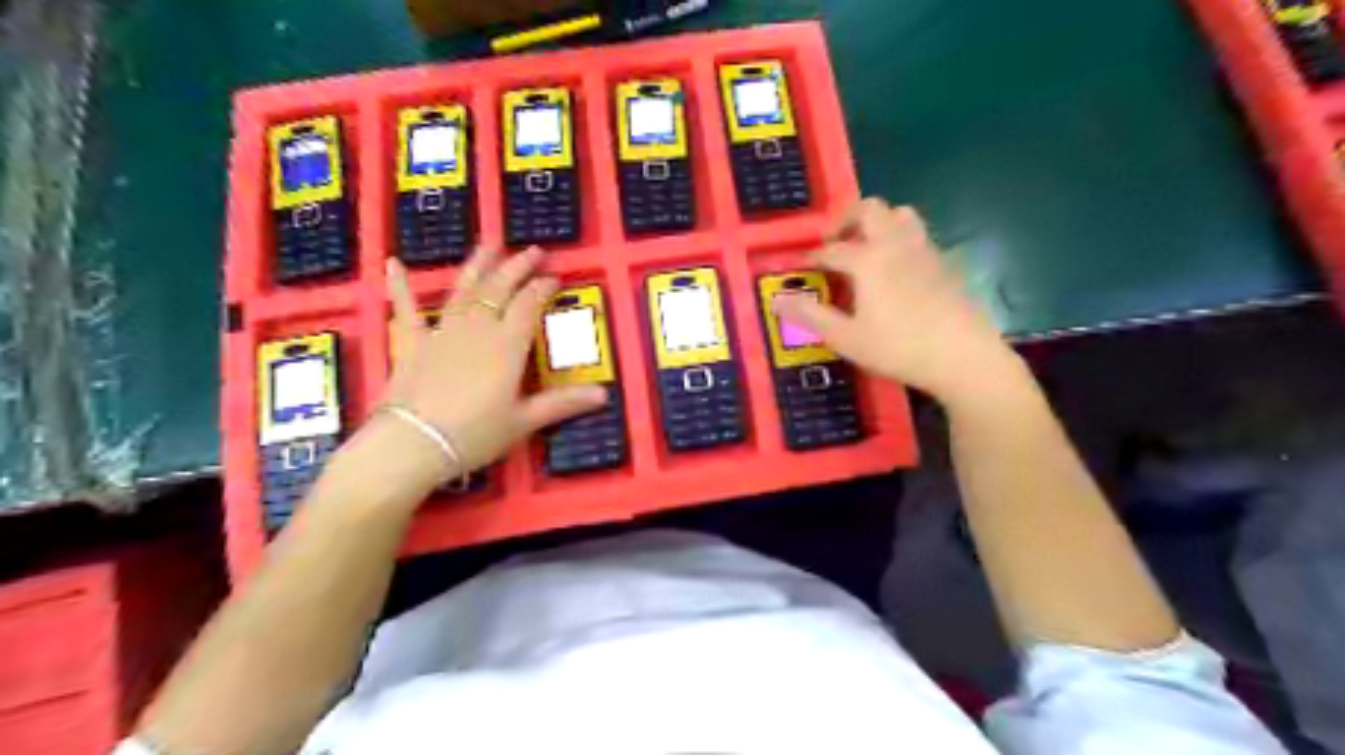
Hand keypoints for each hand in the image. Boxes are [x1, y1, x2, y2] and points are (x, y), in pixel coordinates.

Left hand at [380, 250, 607, 477]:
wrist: (414, 443)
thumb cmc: (475, 433)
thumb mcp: (524, 420)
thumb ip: (562, 403)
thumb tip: (604, 394)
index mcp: (507, 344)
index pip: (529, 305)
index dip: (543, 288)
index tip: (555, 277)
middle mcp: (477, 328)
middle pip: (500, 288)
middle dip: (518, 267)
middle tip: (533, 250)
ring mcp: (442, 332)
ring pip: (464, 290)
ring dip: (478, 265)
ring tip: (489, 244)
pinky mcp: (411, 343)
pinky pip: (405, 309)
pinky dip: (400, 285)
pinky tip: (394, 263)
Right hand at [772, 197, 1025, 403]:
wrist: (963, 356)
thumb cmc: (898, 348)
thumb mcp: (846, 338)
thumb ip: (810, 316)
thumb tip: (777, 300)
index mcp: (868, 259)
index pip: (832, 248)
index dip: (813, 256)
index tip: (802, 266)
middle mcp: (895, 244)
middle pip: (870, 209)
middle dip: (846, 219)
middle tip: (834, 243)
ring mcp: (925, 250)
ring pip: (900, 215)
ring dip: (878, 223)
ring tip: (866, 249)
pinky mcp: (945, 263)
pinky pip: (918, 236)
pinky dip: (900, 241)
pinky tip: (897, 271)